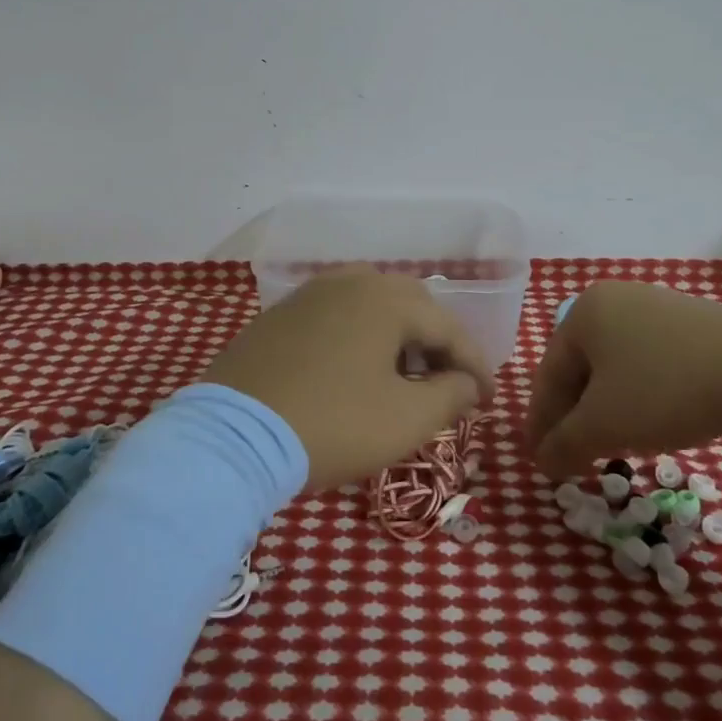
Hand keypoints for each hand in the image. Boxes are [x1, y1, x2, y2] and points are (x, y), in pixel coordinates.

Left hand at [202, 269, 494, 492]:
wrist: (233, 436)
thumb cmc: (333, 424)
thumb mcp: (405, 419)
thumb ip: (450, 396)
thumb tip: (469, 384)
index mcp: (385, 300)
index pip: (447, 327)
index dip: (474, 364)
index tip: (488, 398)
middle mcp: (348, 284)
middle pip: (409, 306)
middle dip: (435, 344)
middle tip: (447, 382)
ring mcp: (307, 296)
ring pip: (369, 307)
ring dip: (396, 337)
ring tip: (402, 374)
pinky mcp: (278, 317)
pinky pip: (334, 318)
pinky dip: (358, 338)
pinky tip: (353, 370)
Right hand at [524, 280, 721, 479]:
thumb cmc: (665, 390)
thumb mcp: (604, 424)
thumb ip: (563, 444)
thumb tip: (541, 462)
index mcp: (584, 312)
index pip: (549, 373)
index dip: (541, 422)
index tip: (539, 460)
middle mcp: (615, 299)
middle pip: (581, 368)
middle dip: (575, 416)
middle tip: (573, 457)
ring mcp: (658, 307)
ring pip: (616, 367)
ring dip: (607, 409)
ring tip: (611, 444)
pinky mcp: (696, 324)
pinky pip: (651, 362)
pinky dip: (641, 395)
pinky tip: (652, 421)